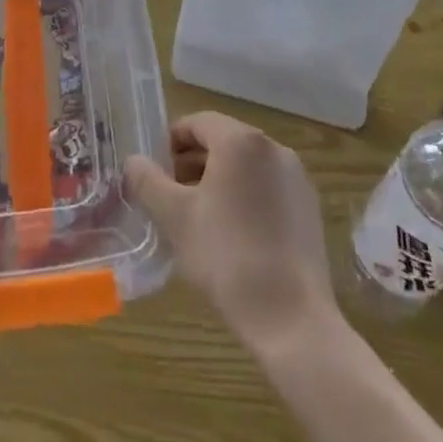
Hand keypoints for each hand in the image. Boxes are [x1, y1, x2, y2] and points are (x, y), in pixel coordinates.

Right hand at [124, 112, 336, 350]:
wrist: (291, 318)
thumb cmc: (226, 257)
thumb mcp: (176, 217)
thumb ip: (148, 181)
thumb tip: (133, 161)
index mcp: (241, 140)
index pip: (198, 123)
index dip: (171, 141)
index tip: (154, 169)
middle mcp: (273, 148)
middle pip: (224, 141)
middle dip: (193, 161)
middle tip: (170, 193)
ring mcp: (296, 177)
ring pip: (247, 166)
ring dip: (218, 179)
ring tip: (198, 215)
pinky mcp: (309, 207)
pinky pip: (268, 187)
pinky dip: (246, 196)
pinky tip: (233, 233)